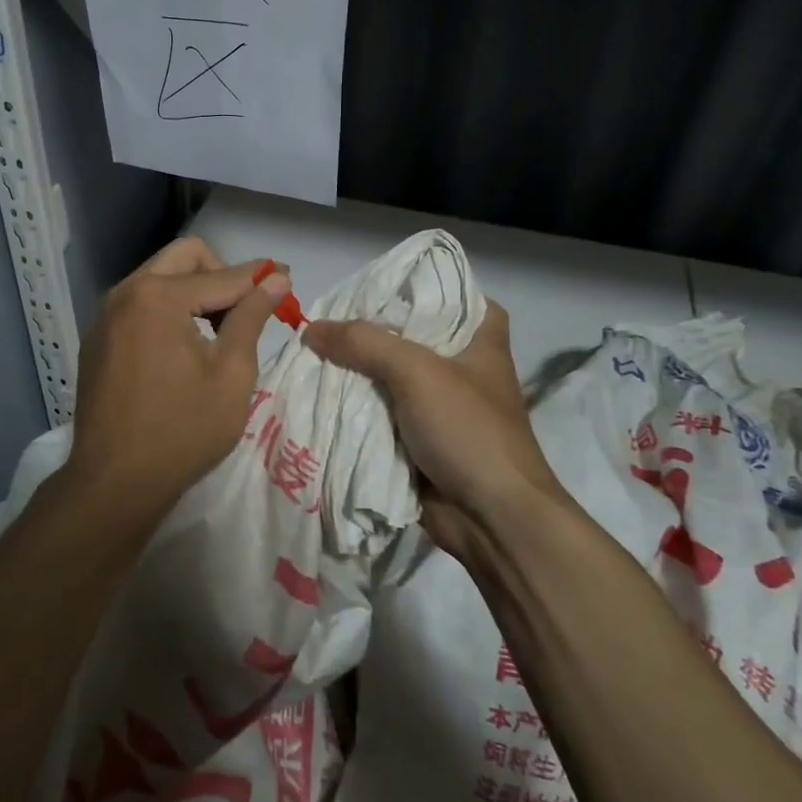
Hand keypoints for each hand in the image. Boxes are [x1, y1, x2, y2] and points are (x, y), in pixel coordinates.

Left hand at [64, 237, 288, 511]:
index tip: (287, 280)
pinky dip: (167, 310)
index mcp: (158, 296)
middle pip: (184, 258)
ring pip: (159, 278)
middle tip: (243, 310)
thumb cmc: (183, 430)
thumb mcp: (231, 373)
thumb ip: (251, 317)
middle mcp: (126, 292)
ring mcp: (105, 315)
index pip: (222, 275)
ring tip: (217, 333)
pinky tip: (181, 349)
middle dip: (220, 274)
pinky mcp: (97, 338)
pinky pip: (139, 304)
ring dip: (193, 291)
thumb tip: (275, 279)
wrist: (114, 482)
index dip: (260, 278)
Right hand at [302, 301, 565, 555]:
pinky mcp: (421, 437)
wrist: (492, 518)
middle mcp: (462, 364)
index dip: (412, 284)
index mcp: (480, 338)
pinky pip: (381, 411)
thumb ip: (363, 343)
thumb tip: (310, 328)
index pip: (449, 291)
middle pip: (407, 334)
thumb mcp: (416, 371)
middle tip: (322, 318)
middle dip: (367, 330)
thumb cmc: (468, 430)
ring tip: (310, 352)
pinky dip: (356, 406)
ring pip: (389, 375)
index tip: (370, 283)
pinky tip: (319, 392)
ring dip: (355, 371)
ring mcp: (440, 404)